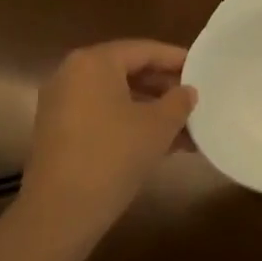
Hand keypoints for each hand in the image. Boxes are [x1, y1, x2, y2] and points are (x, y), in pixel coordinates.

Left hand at [19, 40, 196, 236]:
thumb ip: (179, 102)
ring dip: (151, 110)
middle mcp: (72, 74)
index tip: (203, 69)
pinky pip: (102, 116)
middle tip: (195, 99)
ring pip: (116, 98)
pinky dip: (129, 124)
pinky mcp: (59, 132)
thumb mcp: (158, 126)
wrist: (62, 210)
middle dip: (164, 88)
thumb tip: (187, 91)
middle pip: (127, 71)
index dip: (176, 59)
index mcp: (94, 62)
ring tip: (186, 128)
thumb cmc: (114, 155)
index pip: (143, 50)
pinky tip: (161, 145)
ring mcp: (61, 104)